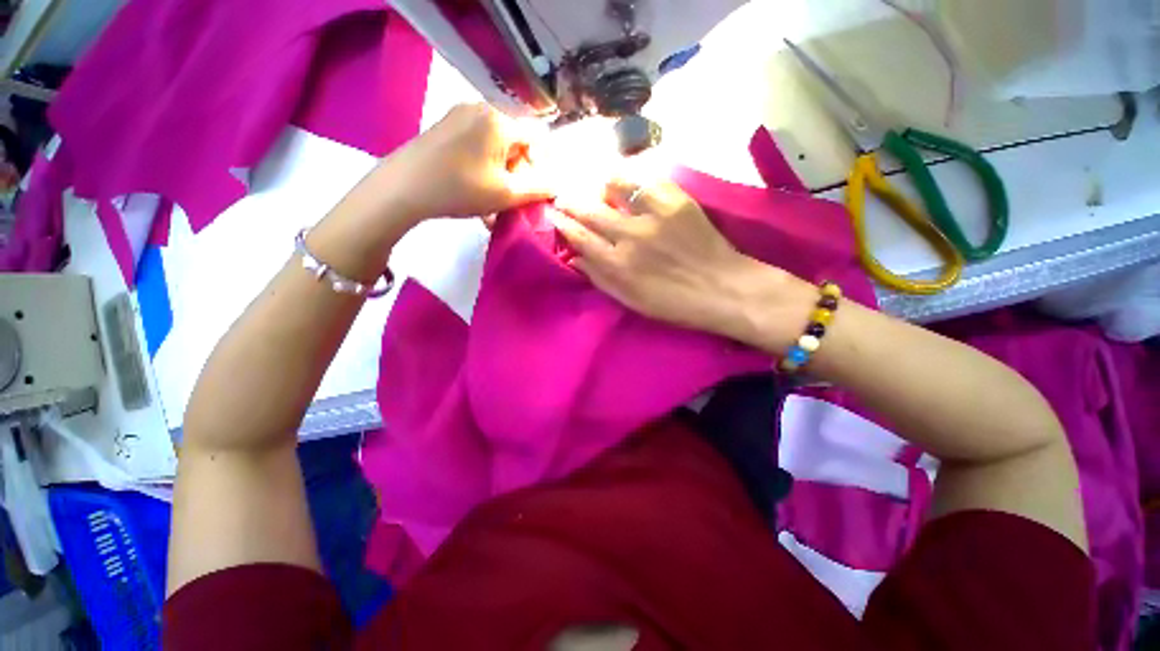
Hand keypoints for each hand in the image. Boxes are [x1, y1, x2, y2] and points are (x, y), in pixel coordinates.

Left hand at [379, 103, 552, 220]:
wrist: (403, 188)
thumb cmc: (460, 188)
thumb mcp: (506, 194)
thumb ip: (538, 189)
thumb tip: (557, 185)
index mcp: (499, 120)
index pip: (536, 139)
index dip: (540, 167)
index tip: (532, 191)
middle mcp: (481, 108)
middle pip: (515, 142)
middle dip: (518, 172)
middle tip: (510, 198)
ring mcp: (459, 115)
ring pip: (496, 146)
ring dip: (501, 174)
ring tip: (492, 199)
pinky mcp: (444, 127)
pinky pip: (476, 145)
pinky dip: (483, 167)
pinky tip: (476, 189)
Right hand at [550, 180, 801, 340]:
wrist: (723, 288)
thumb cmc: (674, 303)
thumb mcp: (632, 301)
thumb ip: (601, 279)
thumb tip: (575, 259)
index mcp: (618, 265)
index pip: (580, 237)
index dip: (563, 225)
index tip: (554, 216)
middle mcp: (630, 236)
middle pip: (590, 210)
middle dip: (571, 201)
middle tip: (564, 197)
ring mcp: (654, 214)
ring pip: (615, 186)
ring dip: (600, 186)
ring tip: (599, 189)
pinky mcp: (677, 200)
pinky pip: (646, 180)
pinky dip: (633, 180)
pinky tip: (630, 186)